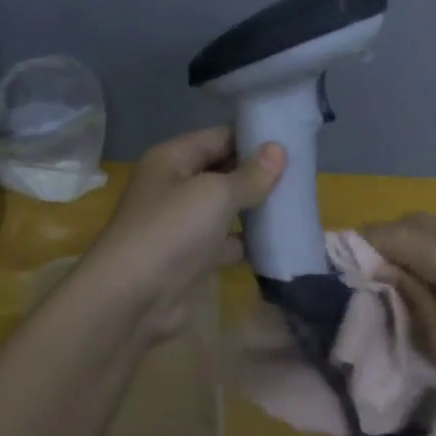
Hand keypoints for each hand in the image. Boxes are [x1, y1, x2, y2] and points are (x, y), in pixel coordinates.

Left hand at [79, 126, 285, 344]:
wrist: (133, 298)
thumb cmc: (171, 230)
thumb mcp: (215, 194)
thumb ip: (250, 175)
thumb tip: (279, 149)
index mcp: (172, 159)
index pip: (218, 137)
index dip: (253, 137)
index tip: (292, 140)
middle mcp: (175, 186)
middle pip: (223, 171)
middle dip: (258, 173)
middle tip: (303, 172)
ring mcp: (182, 224)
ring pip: (226, 208)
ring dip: (257, 208)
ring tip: (299, 202)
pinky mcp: (192, 258)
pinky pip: (227, 242)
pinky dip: (249, 242)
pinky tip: (281, 240)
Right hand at [361, 213, 435, 419]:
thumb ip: (407, 299)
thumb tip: (383, 273)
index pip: (382, 234)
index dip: (354, 250)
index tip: (339, 276)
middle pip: (408, 223)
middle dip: (382, 245)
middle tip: (369, 283)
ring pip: (435, 230)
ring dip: (411, 248)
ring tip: (402, 287)